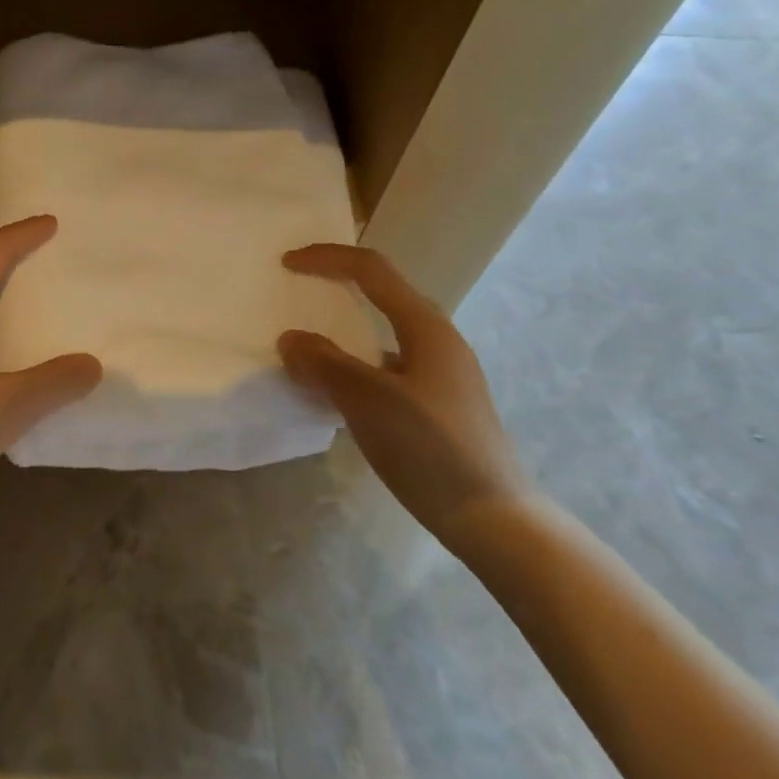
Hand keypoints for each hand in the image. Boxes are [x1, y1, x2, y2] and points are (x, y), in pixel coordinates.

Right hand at [278, 243, 530, 553]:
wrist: (493, 519)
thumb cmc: (431, 450)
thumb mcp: (369, 401)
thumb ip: (325, 363)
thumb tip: (290, 339)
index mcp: (426, 327)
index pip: (371, 270)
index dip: (327, 259)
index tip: (286, 263)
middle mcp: (437, 341)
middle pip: (381, 295)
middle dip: (337, 286)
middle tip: (297, 292)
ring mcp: (440, 374)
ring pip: (382, 335)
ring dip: (343, 332)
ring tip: (307, 348)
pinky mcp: (437, 405)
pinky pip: (385, 368)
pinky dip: (354, 367)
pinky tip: (335, 395)